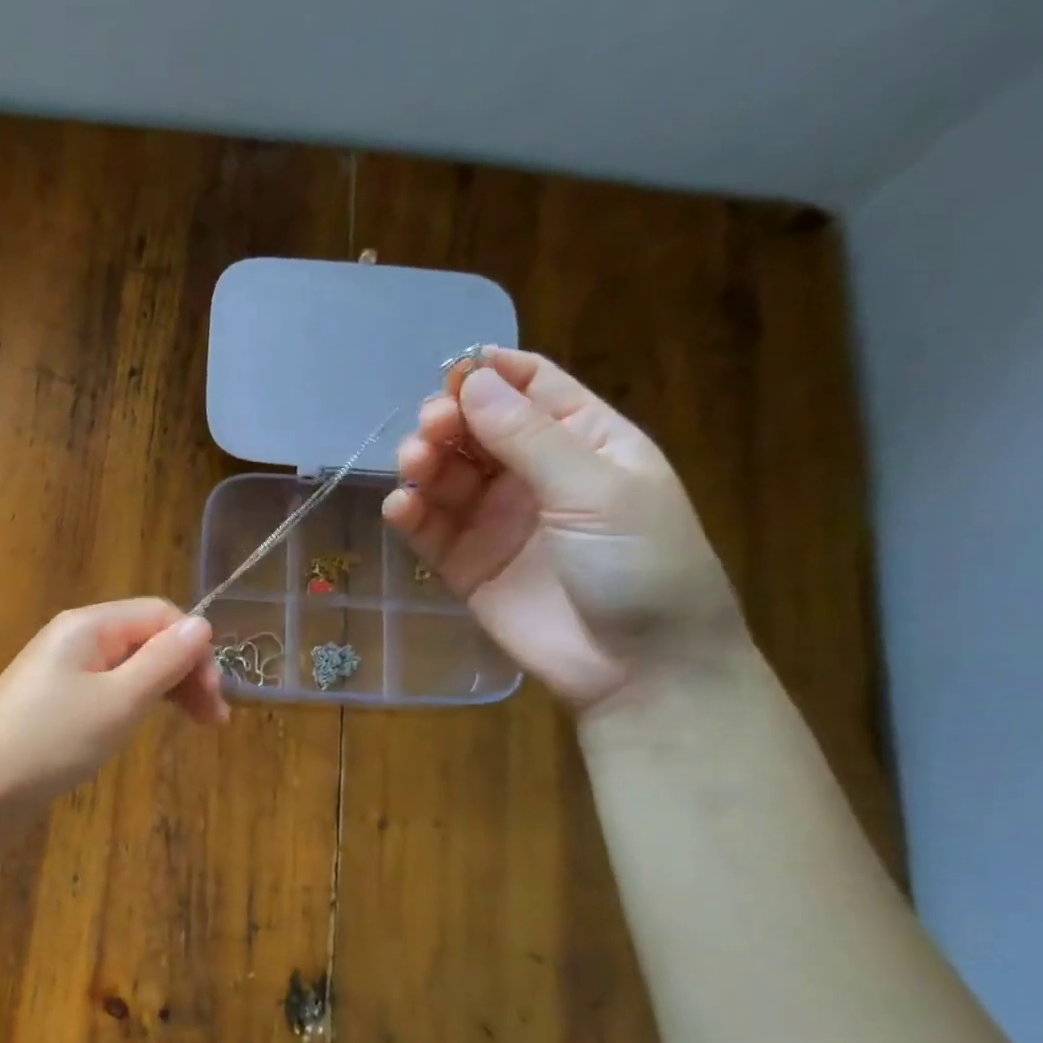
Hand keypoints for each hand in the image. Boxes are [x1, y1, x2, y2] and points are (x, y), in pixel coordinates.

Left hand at [0, 598, 226, 811]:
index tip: (215, 697)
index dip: (195, 649)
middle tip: (213, 720)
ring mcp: (63, 672)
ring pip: (130, 667)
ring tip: (194, 725)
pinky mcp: (56, 704)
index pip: (161, 615)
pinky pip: (108, 690)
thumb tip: (203, 623)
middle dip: (185, 671)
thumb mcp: (119, 700)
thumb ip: (164, 660)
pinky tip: (145, 726)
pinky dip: (136, 704)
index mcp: (90, 625)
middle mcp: (76, 639)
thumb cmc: (51, 740)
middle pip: (147, 639)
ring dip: (166, 689)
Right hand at [381, 348, 744, 711]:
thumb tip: (471, 379)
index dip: (489, 375)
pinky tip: (402, 507)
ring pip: (446, 476)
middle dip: (449, 420)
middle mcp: (534, 475)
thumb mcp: (595, 489)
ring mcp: (496, 521)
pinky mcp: (465, 564)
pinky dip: (410, 514)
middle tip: (431, 429)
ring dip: (424, 463)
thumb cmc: (641, 564)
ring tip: (414, 466)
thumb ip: (528, 436)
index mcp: (584, 441)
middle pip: (476, 429)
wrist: (639, 667)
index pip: (530, 388)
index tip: (452, 374)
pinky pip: (429, 529)